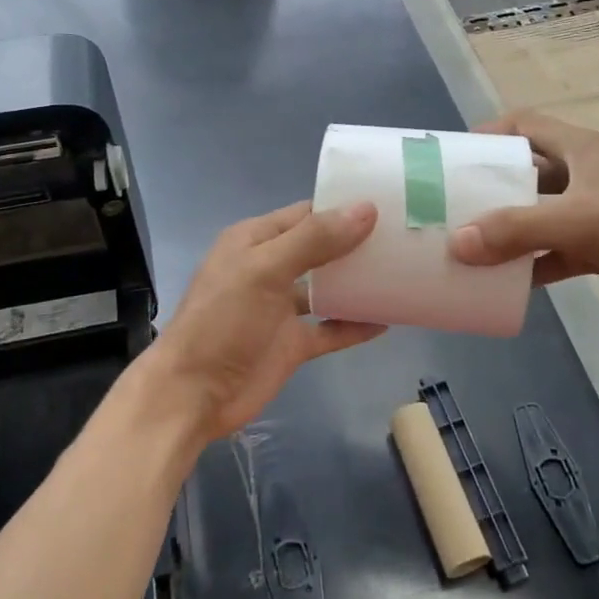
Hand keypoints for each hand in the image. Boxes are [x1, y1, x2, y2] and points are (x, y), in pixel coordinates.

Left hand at [149, 200, 384, 446]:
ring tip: (403, 272)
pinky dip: (354, 324)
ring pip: (327, 288)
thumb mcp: (265, 270)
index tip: (388, 203)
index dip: (343, 207)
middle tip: (405, 236)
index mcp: (255, 240)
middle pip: (321, 248)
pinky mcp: (291, 344)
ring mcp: (281, 309)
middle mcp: (270, 268)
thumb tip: (366, 209)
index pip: (306, 213)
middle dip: (357, 242)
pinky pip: (330, 329)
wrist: (192, 395)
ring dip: (358, 283)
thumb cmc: (222, 321)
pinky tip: (387, 320)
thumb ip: (314, 240)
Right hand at [447, 111, 598, 306]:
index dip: (489, 132)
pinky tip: (511, 283)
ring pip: (541, 214)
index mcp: (578, 149)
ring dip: (512, 229)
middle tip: (456, 207)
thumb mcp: (577, 221)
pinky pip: (559, 249)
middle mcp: (584, 173)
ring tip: (473, 247)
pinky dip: (537, 263)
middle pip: (527, 172)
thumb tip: (458, 243)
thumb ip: (516, 230)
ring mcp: (596, 209)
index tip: (458, 155)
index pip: (524, 124)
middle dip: (492, 187)